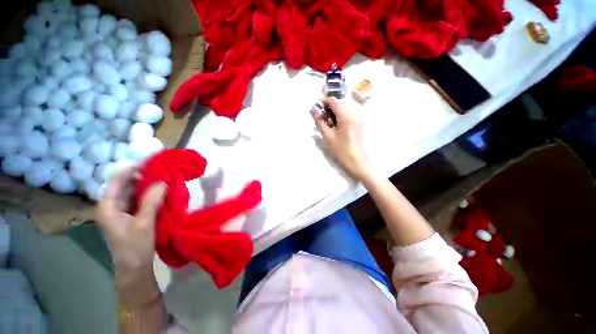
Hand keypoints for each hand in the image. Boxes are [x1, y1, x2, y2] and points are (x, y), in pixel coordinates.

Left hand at [97, 167, 166, 273]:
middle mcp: (111, 205)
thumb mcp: (144, 223)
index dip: (131, 169)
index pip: (116, 180)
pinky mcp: (130, 214)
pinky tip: (160, 190)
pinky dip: (149, 192)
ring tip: (163, 177)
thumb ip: (151, 201)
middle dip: (141, 175)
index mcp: (108, 207)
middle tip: (161, 169)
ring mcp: (120, 210)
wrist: (134, 267)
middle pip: (124, 184)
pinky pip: (138, 198)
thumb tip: (163, 181)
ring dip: (146, 183)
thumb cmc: (135, 246)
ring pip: (132, 190)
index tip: (150, 162)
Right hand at [312, 97, 373, 180]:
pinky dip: (343, 115)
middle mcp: (355, 112)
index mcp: (346, 115)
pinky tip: (339, 125)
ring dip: (337, 110)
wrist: (359, 162)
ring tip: (330, 121)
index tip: (318, 108)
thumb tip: (313, 110)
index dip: (324, 102)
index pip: (334, 101)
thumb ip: (320, 122)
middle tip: (323, 117)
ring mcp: (360, 117)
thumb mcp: (328, 137)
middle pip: (341, 102)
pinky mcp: (362, 123)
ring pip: (347, 107)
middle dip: (331, 106)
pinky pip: (351, 113)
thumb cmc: (341, 151)